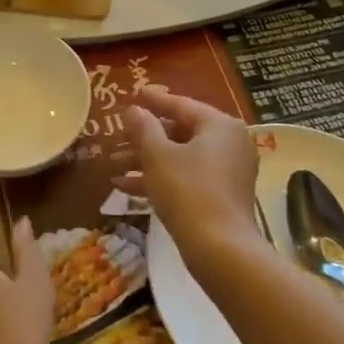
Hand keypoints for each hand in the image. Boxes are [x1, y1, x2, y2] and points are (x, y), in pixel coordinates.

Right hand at [123, 86, 261, 266]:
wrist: (220, 249)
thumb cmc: (188, 191)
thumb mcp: (158, 156)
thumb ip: (143, 128)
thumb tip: (133, 110)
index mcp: (220, 126)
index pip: (181, 105)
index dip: (153, 101)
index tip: (134, 94)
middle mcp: (230, 143)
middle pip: (180, 132)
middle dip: (144, 138)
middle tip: (117, 136)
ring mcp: (228, 172)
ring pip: (180, 158)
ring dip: (146, 161)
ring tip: (113, 165)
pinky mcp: (221, 197)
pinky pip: (187, 178)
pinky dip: (160, 179)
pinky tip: (125, 188)